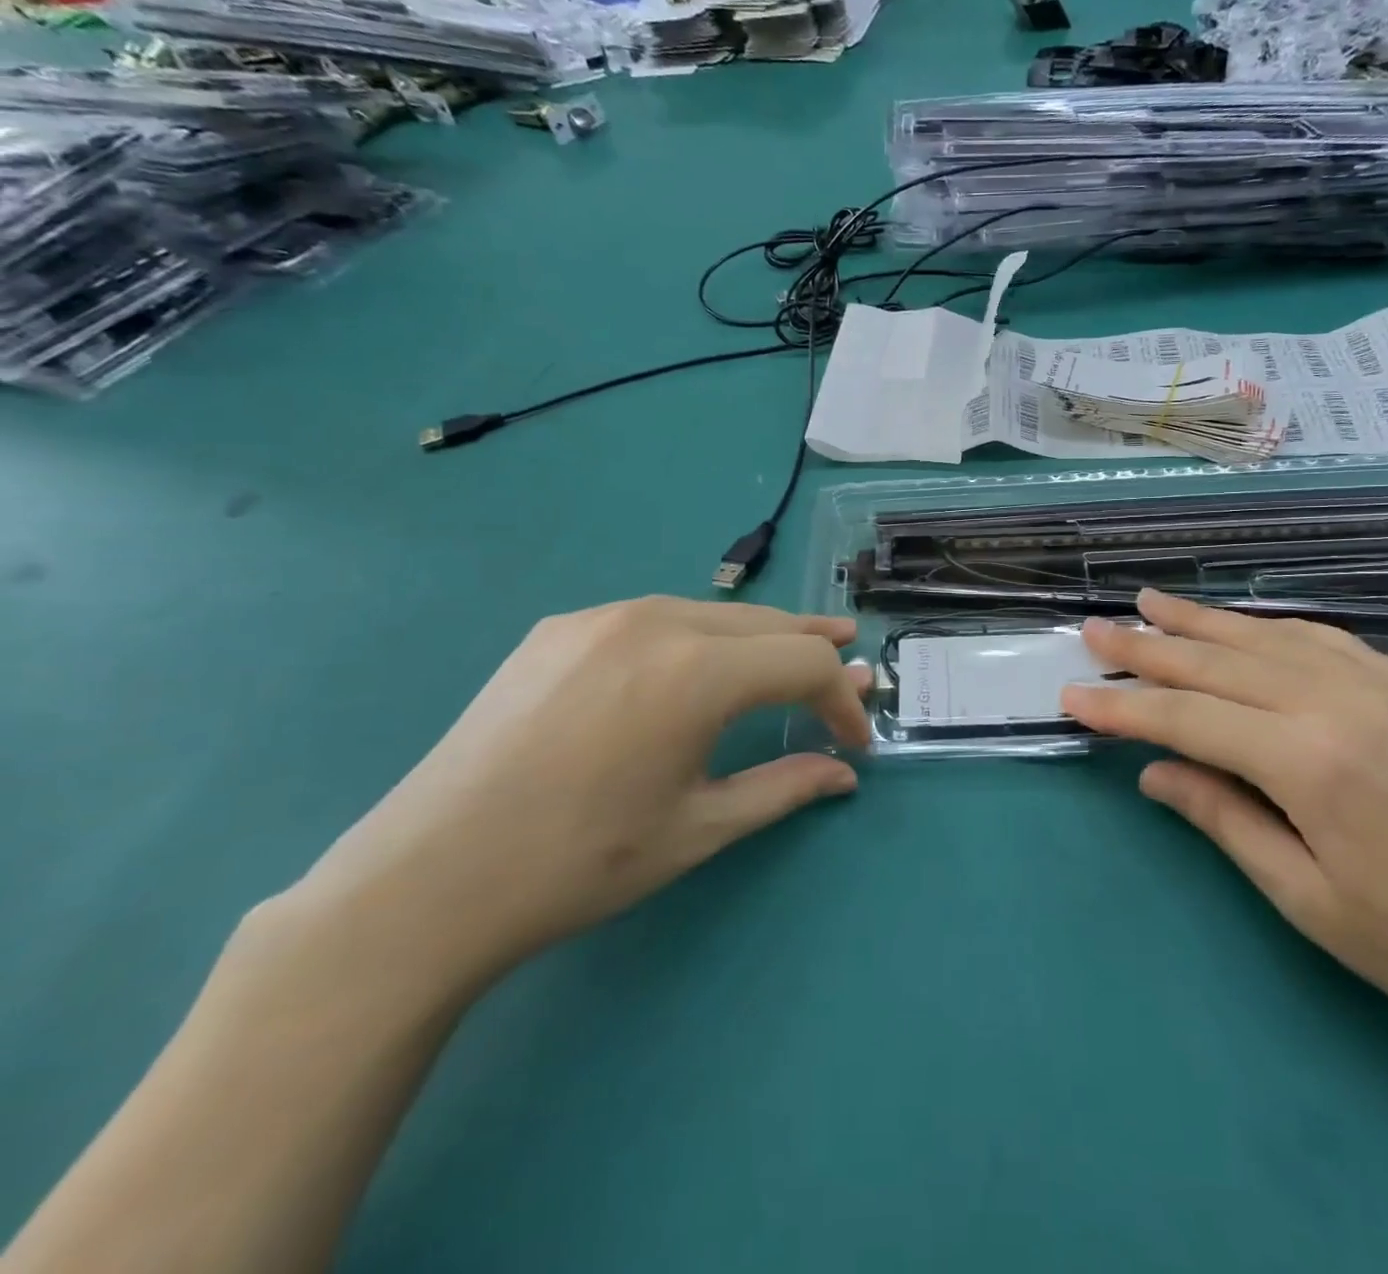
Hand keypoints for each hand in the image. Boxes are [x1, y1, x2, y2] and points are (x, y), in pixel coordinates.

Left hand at [297, 597, 870, 981]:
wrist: (428, 880)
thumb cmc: (580, 864)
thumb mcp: (699, 829)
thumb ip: (784, 788)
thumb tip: (843, 774)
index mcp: (696, 672)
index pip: (803, 665)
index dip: (840, 700)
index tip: (854, 741)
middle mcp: (655, 621)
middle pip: (765, 624)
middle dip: (814, 648)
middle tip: (850, 666)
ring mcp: (600, 617)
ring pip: (711, 613)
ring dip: (759, 637)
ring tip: (788, 655)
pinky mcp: (559, 629)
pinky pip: (654, 618)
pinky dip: (699, 636)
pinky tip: (697, 664)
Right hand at [1061, 589, 1387, 1057]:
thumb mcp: (1305, 898)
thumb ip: (1222, 817)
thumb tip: (1154, 770)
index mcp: (1309, 761)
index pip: (1187, 718)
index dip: (1123, 707)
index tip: (1072, 694)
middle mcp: (1341, 703)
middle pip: (1221, 663)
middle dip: (1148, 647)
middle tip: (1095, 628)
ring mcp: (1386, 687)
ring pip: (1270, 637)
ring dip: (1204, 621)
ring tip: (1153, 604)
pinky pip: (1326, 641)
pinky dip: (1271, 629)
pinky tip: (1246, 626)